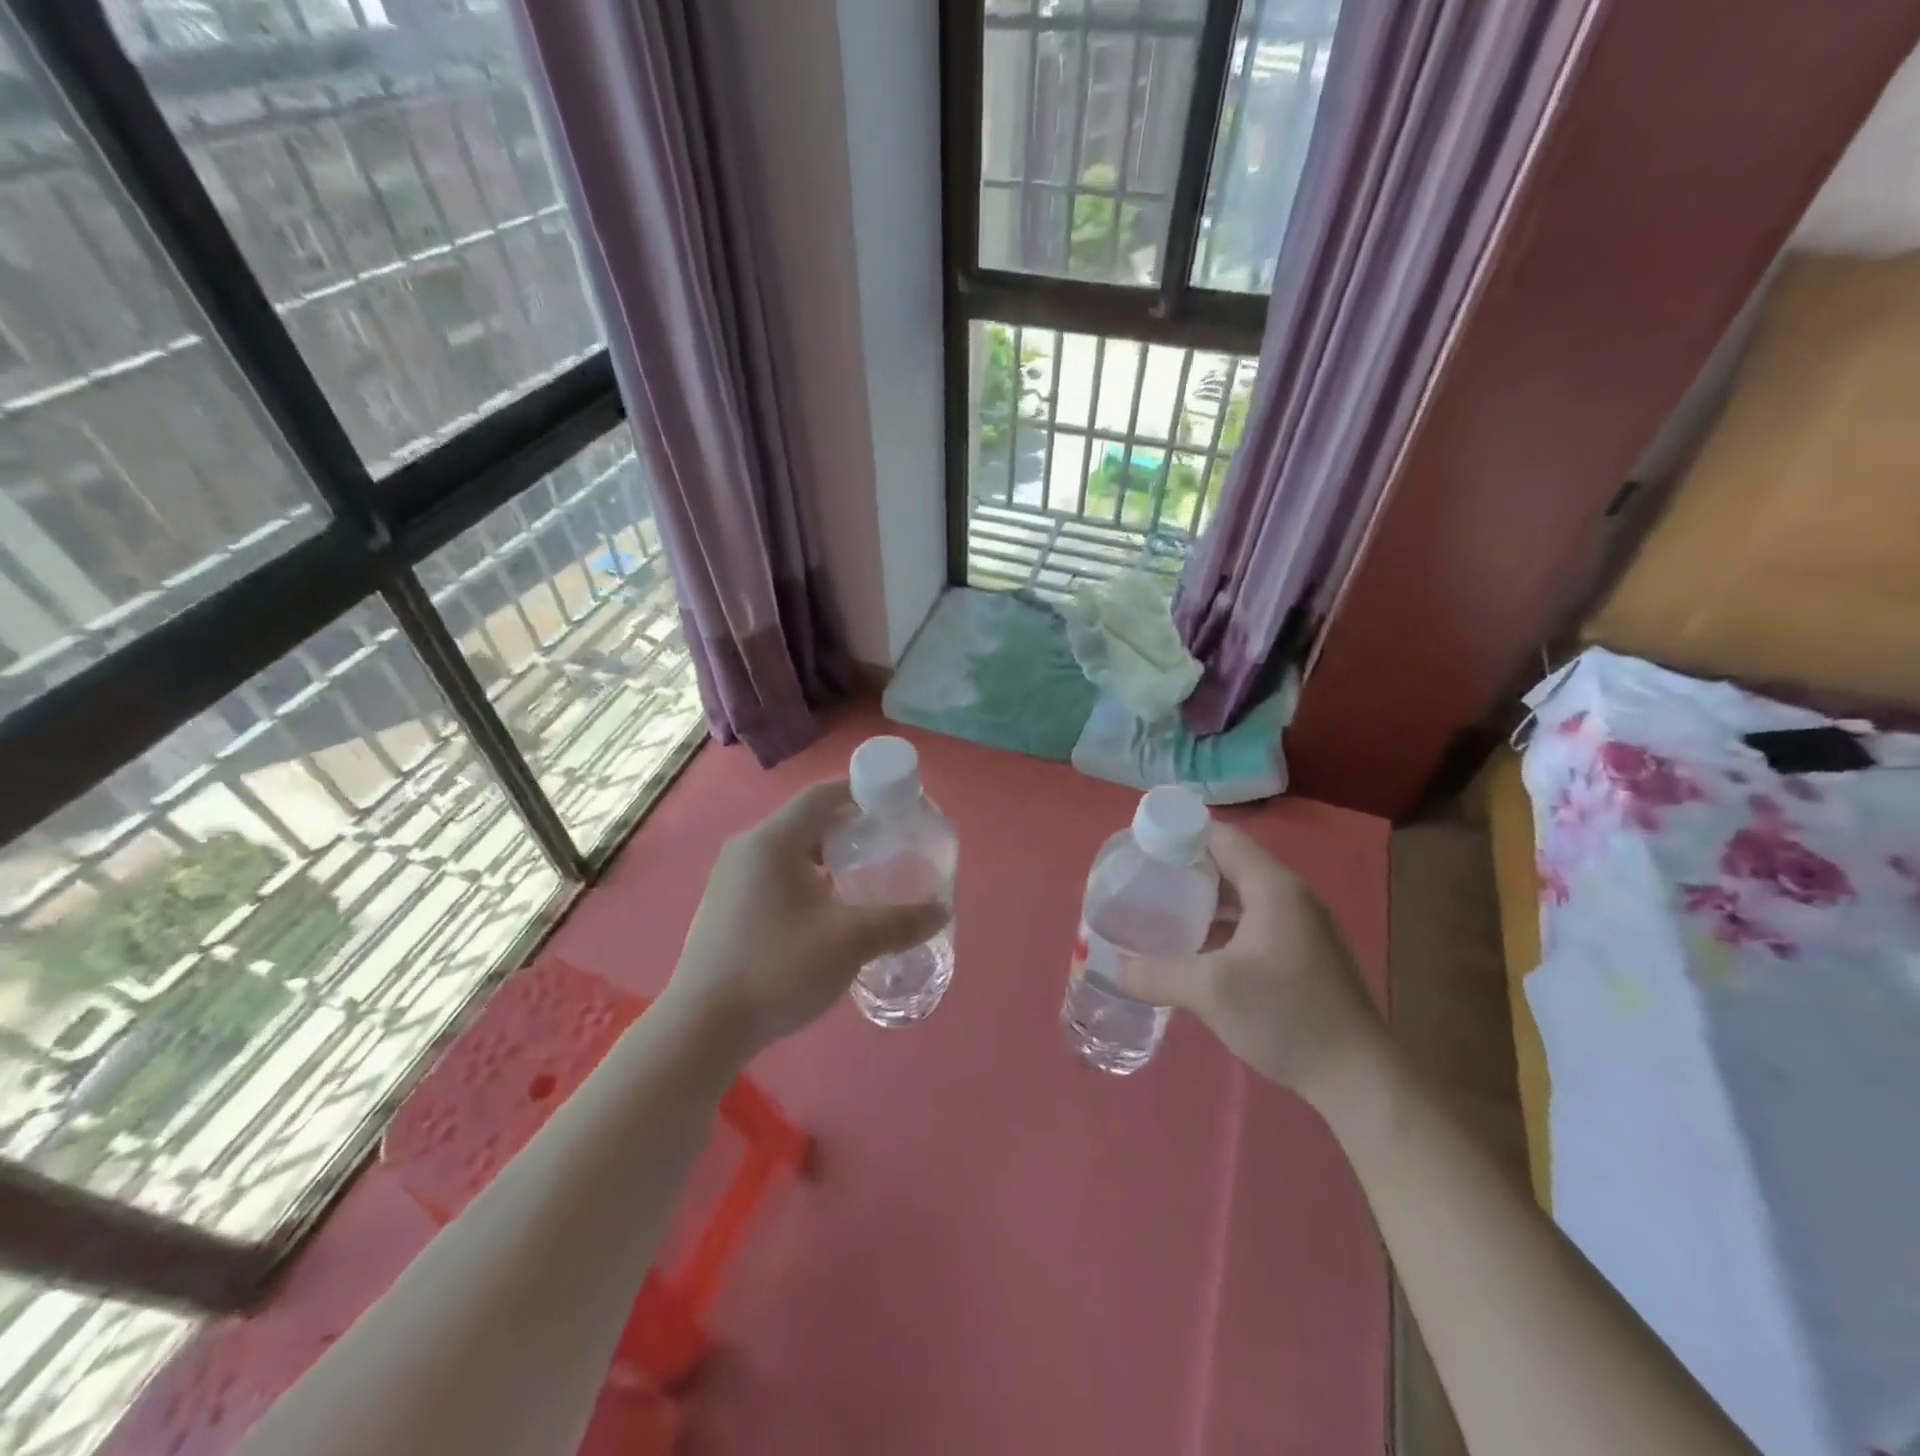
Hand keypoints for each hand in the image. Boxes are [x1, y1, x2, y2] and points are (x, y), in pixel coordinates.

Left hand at [664, 779, 948, 1058]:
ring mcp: (731, 877)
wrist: (703, 1027)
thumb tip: (941, 912)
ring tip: (863, 875)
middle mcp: (748, 848)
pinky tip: (827, 908)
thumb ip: (900, 923)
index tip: (895, 803)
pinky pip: (774, 874)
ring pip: (790, 850)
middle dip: (849, 827)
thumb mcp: (850, 942)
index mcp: (773, 841)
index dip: (861, 790)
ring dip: (827, 856)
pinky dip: (806, 877)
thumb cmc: (778, 969)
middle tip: (887, 842)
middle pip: (807, 821)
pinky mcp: (725, 904)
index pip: (822, 795)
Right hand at [1117, 822, 1383, 1105]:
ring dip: (1203, 898)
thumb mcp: (1210, 991)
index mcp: (1273, 887)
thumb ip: (1157, 973)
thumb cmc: (1285, 1016)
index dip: (1179, 834)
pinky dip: (1222, 923)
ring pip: (1241, 895)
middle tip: (1143, 879)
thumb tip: (1114, 968)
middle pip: (1230, 863)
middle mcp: (1290, 896)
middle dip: (1185, 867)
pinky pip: (1253, 921)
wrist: (1358, 1077)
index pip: (1221, 837)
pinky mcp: (1303, 953)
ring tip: (1161, 909)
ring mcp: (1301, 925)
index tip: (1140, 847)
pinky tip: (1195, 947)